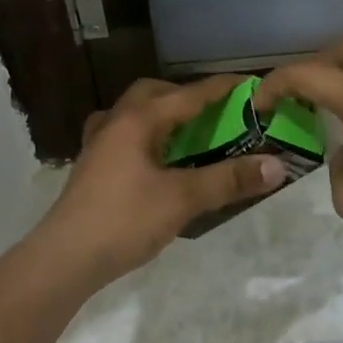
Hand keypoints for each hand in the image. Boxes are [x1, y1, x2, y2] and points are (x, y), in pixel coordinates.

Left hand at [33, 76, 288, 290]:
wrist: (65, 257)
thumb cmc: (124, 220)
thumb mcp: (183, 199)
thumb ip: (228, 180)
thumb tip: (277, 165)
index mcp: (138, 119)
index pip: (189, 94)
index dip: (222, 89)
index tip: (252, 85)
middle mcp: (115, 122)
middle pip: (153, 94)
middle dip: (185, 97)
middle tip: (214, 114)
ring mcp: (98, 144)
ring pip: (134, 114)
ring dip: (162, 117)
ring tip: (189, 136)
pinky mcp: (92, 166)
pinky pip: (123, 136)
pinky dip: (146, 138)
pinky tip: (156, 162)